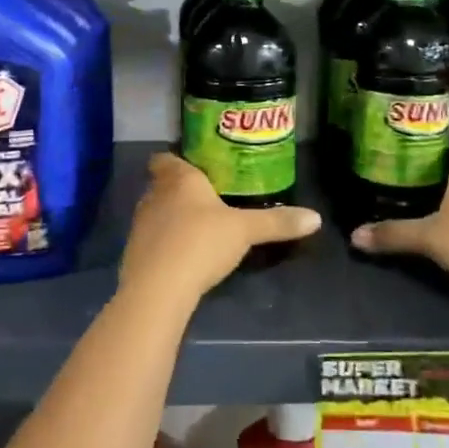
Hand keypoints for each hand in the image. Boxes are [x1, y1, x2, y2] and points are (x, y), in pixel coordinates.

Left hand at [118, 153, 321, 308]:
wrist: (158, 288)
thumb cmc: (201, 243)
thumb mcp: (245, 231)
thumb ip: (277, 222)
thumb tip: (316, 217)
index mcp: (179, 179)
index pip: (165, 159)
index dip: (174, 160)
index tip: (191, 166)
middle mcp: (154, 196)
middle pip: (160, 185)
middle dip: (177, 191)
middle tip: (204, 199)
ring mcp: (140, 225)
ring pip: (154, 212)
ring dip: (170, 218)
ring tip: (195, 228)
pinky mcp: (133, 254)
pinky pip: (150, 241)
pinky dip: (163, 244)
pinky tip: (181, 257)